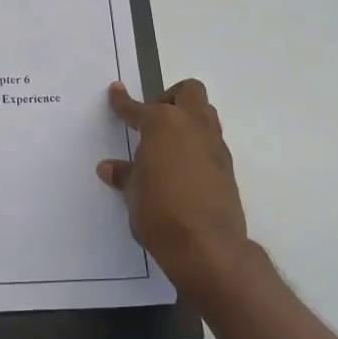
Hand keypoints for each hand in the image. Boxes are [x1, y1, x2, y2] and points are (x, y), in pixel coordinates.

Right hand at [99, 79, 254, 300]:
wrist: (207, 246)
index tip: (116, 92)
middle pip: (188, 92)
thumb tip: (110, 168)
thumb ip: (124, 175)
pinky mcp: (227, 168)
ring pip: (205, 114)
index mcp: (163, 125)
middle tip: (152, 120)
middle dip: (170, 98)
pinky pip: (210, 142)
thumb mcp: (133, 193)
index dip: (123, 102)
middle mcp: (193, 126)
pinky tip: (180, 168)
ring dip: (187, 120)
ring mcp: (214, 146)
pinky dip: (195, 146)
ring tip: (166, 144)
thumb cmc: (159, 212)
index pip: (138, 108)